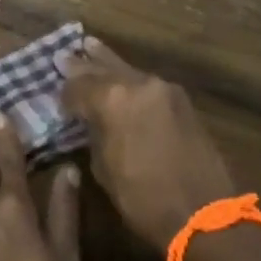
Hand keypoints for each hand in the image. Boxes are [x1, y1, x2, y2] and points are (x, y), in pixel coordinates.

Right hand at [58, 38, 236, 250]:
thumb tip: (90, 121)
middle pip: (104, 69)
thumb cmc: (144, 199)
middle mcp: (139, 84)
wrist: (204, 214)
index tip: (56, 100)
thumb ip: (94, 134)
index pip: (79, 86)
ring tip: (90, 46)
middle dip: (83, 66)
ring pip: (128, 71)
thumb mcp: (104, 169)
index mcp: (114, 99)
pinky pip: (147, 84)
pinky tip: (121, 77)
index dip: (65, 94)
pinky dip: (131, 80)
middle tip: (64, 56)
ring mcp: (164, 89)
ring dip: (108, 64)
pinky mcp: (181, 100)